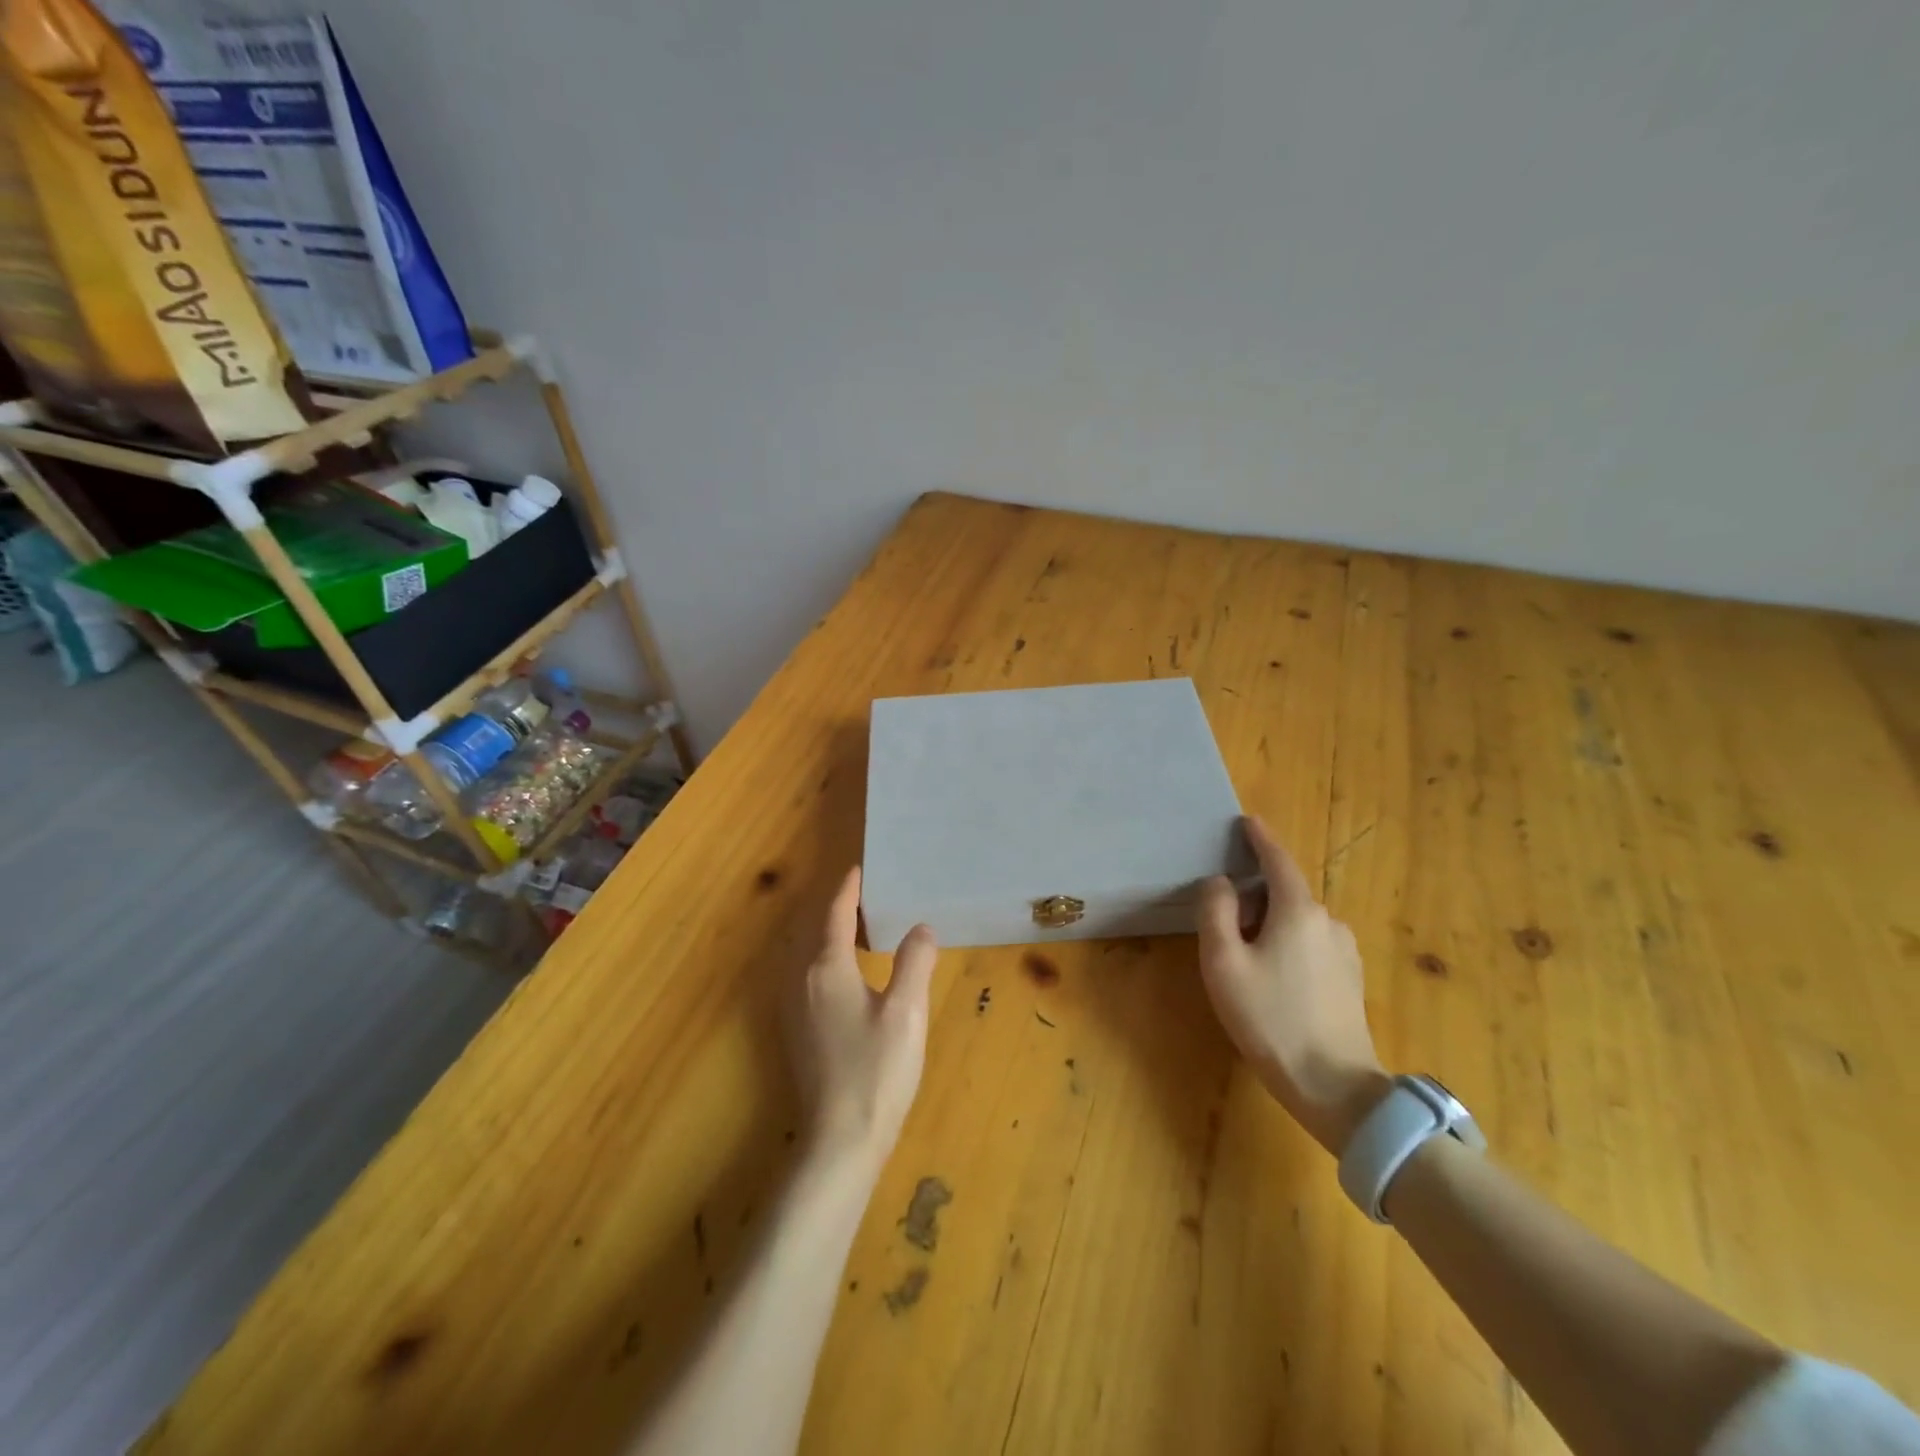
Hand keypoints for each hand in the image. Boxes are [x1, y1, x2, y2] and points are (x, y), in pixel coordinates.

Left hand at [785, 867, 938, 1168]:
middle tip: (865, 895)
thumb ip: (914, 963)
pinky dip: (823, 957)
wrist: (840, 1142)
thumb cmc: (877, 1071)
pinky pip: (806, 975)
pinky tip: (846, 972)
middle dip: (835, 907)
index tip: (860, 869)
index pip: (834, 914)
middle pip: (813, 929)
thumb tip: (921, 928)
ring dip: (827, 932)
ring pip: (806, 954)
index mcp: (827, 968)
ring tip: (858, 927)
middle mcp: (801, 981)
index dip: (847, 889)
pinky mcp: (797, 1031)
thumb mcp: (907, 1012)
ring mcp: (794, 1008)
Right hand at [1196, 816, 1390, 1155]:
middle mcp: (1328, 921)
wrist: (1334, 1086)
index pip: (1278, 860)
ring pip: (1299, 921)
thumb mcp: (1223, 961)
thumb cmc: (1269, 1017)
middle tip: (1225, 917)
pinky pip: (1312, 944)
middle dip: (1256, 893)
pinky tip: (1275, 976)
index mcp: (1297, 910)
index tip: (1247, 821)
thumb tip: (1220, 883)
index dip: (1261, 838)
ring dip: (1272, 923)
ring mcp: (1346, 951)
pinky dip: (1289, 943)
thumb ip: (1216, 912)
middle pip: (1286, 892)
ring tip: (1246, 955)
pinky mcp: (1350, 979)